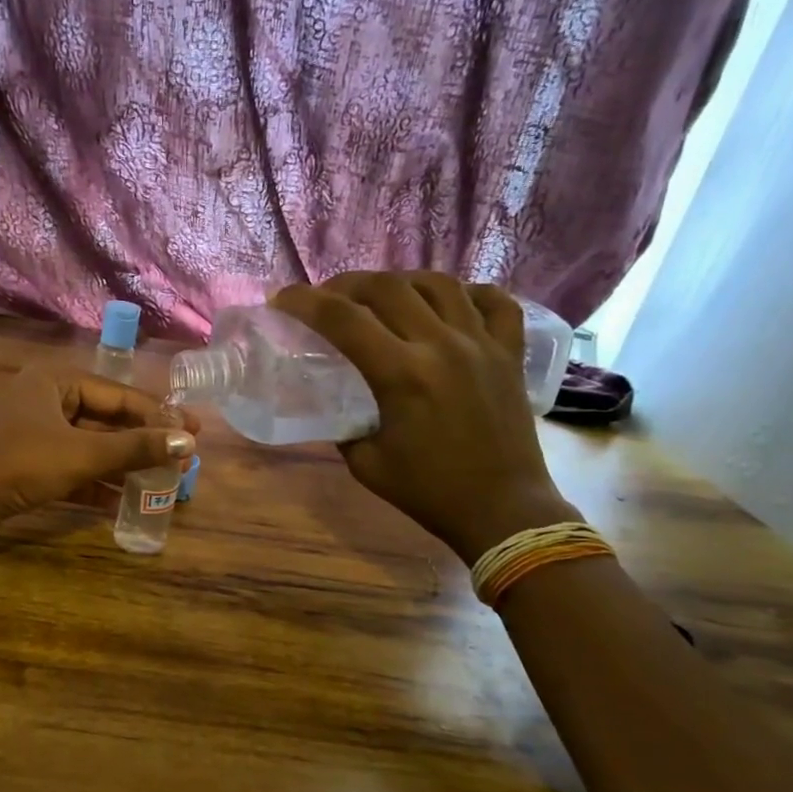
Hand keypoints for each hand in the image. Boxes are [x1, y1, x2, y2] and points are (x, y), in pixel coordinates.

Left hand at [0, 364, 198, 523]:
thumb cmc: (20, 463)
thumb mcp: (81, 454)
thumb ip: (134, 448)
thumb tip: (187, 442)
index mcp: (57, 381)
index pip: (119, 395)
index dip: (159, 415)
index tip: (194, 432)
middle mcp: (47, 400)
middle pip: (106, 420)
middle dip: (142, 442)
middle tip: (180, 458)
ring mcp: (36, 433)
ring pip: (90, 446)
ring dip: (122, 465)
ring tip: (160, 482)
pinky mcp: (28, 463)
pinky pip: (72, 467)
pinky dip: (95, 482)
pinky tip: (122, 502)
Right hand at [271, 272, 575, 561]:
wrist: (502, 509)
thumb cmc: (429, 491)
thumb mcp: (366, 463)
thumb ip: (345, 424)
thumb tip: (333, 403)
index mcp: (402, 375)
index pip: (343, 320)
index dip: (305, 302)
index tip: (282, 299)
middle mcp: (442, 346)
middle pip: (387, 288)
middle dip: (347, 285)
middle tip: (327, 298)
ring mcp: (482, 344)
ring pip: (438, 284)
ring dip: (401, 282)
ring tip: (382, 294)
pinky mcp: (510, 353)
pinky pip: (495, 302)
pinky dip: (468, 292)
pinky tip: (448, 302)